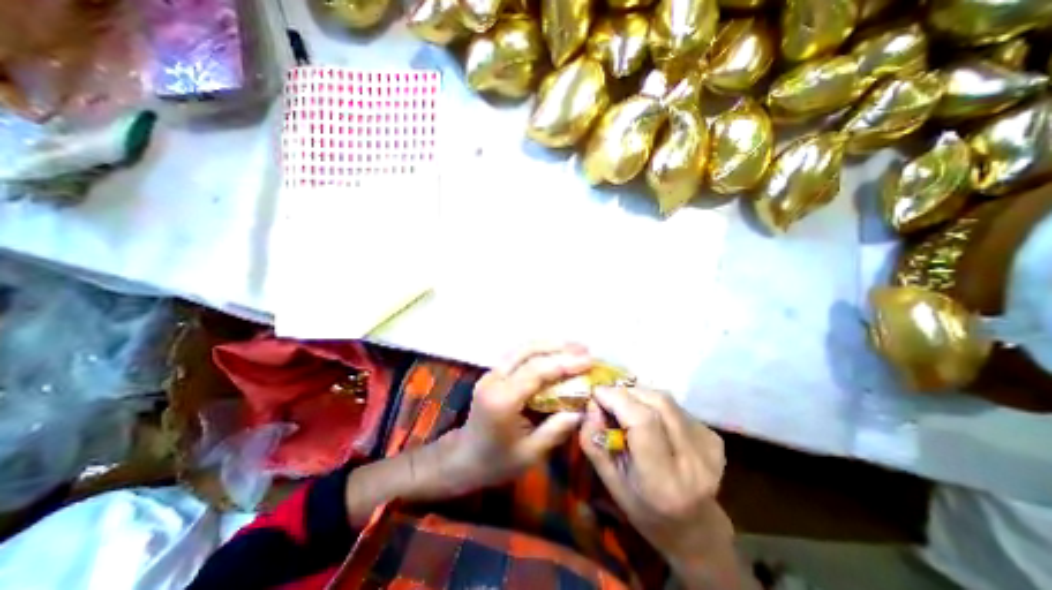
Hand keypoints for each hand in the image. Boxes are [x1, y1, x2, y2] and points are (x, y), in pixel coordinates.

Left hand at [440, 345, 595, 493]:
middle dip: (558, 347)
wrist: (463, 457)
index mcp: (501, 401)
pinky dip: (539, 351)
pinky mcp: (493, 372)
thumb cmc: (496, 462)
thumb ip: (556, 429)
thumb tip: (583, 408)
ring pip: (522, 348)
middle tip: (585, 349)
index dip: (564, 363)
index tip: (588, 361)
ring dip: (549, 345)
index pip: (535, 372)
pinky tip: (555, 354)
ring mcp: (491, 373)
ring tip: (575, 348)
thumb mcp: (530, 454)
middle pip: (527, 351)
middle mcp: (494, 380)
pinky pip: (518, 355)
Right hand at [576, 388, 734, 566]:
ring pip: (666, 400)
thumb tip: (591, 404)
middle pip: (657, 403)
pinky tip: (648, 418)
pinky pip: (675, 406)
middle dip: (626, 392)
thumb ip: (594, 443)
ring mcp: (709, 448)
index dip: (617, 399)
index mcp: (663, 481)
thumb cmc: (644, 509)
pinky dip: (654, 403)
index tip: (596, 392)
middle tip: (608, 397)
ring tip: (625, 406)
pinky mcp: (714, 437)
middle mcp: (694, 462)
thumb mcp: (610, 483)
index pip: (643, 422)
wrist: (694, 528)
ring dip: (639, 395)